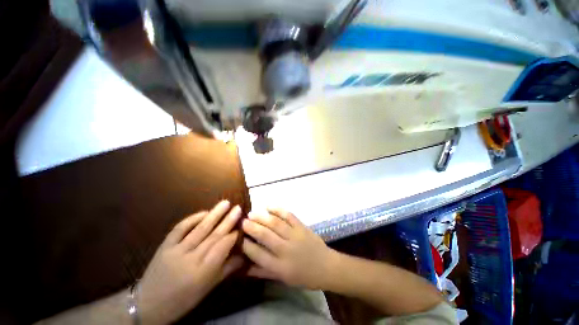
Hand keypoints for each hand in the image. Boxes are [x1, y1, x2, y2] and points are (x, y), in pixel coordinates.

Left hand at [138, 201, 243, 324]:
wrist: (148, 305)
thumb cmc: (183, 299)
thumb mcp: (207, 289)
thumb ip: (227, 269)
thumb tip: (244, 255)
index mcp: (203, 272)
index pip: (223, 247)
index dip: (234, 235)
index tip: (242, 225)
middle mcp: (191, 258)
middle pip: (214, 235)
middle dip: (228, 220)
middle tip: (238, 208)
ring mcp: (176, 250)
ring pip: (199, 229)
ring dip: (214, 215)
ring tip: (225, 203)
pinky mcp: (165, 246)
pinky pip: (179, 229)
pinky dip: (192, 219)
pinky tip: (204, 212)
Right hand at [241, 208, 335, 289]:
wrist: (326, 267)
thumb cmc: (304, 276)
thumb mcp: (283, 278)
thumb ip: (263, 272)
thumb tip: (244, 268)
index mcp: (280, 267)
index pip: (258, 254)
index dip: (246, 245)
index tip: (239, 238)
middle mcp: (286, 250)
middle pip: (265, 236)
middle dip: (252, 227)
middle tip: (243, 221)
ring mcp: (295, 236)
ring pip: (275, 224)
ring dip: (262, 217)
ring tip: (252, 213)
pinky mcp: (301, 226)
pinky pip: (288, 215)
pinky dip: (278, 209)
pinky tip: (269, 206)